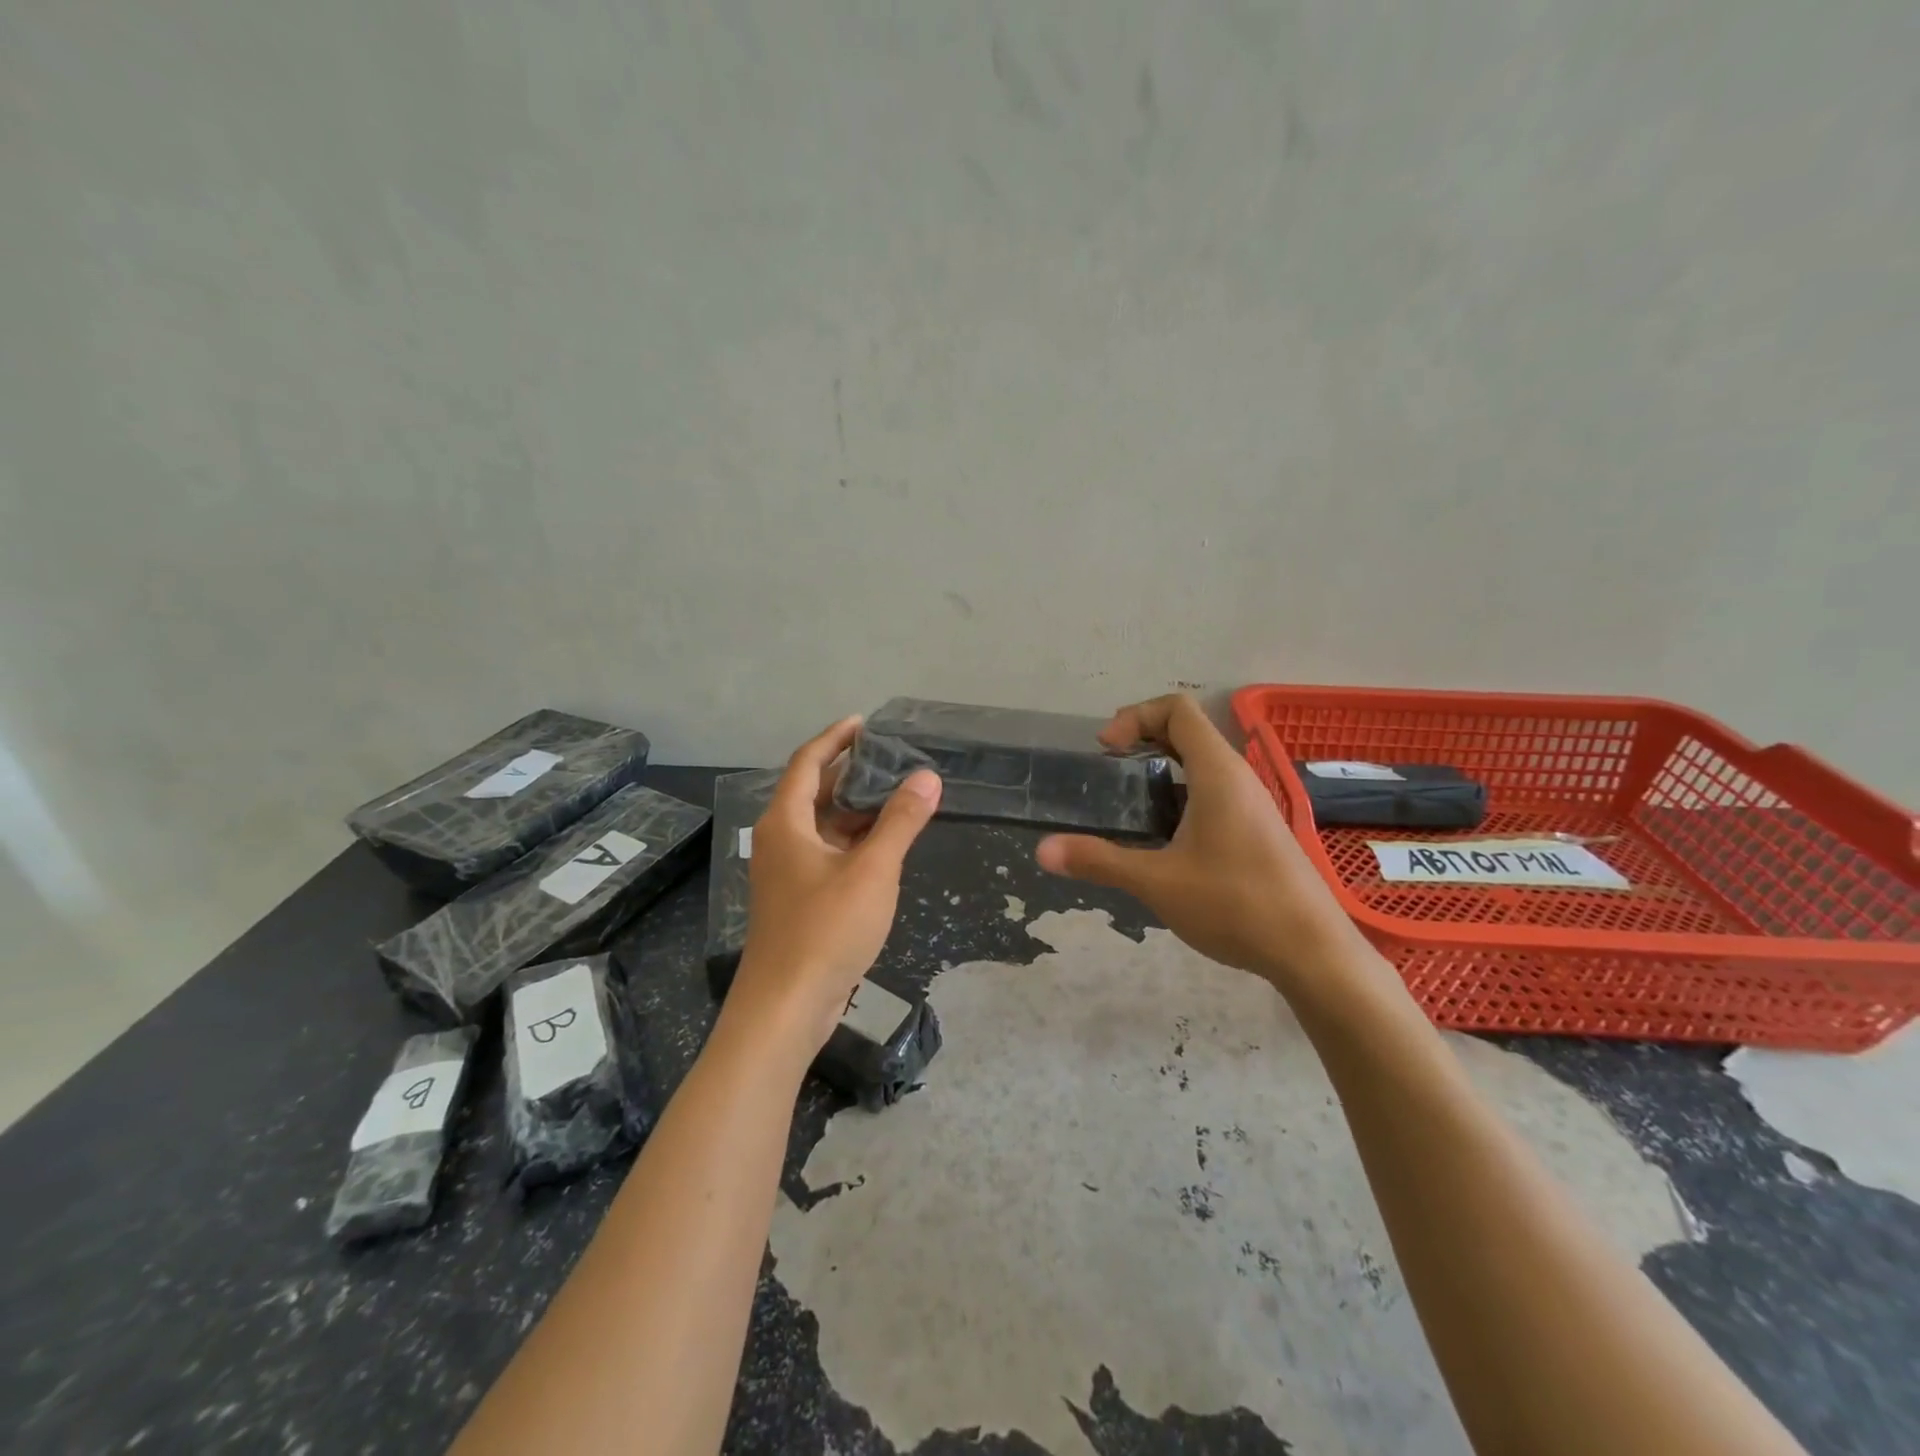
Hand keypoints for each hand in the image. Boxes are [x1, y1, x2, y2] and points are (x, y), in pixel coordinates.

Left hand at [731, 717, 942, 1052]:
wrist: (787, 1006)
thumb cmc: (825, 929)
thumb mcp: (871, 870)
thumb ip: (900, 821)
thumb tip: (927, 777)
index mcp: (786, 822)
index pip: (808, 762)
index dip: (836, 738)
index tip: (866, 723)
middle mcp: (780, 839)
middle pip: (814, 791)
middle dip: (851, 772)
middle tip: (893, 758)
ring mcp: (788, 871)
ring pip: (823, 825)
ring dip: (856, 808)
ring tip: (898, 793)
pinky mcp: (799, 898)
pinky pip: (828, 852)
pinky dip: (854, 840)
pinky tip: (886, 843)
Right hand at [1036, 694, 1359, 985]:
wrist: (1313, 952)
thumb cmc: (1235, 905)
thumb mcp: (1157, 882)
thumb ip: (1100, 860)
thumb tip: (1043, 850)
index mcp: (1217, 772)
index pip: (1177, 710)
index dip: (1136, 716)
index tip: (1107, 751)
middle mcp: (1238, 777)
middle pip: (1189, 731)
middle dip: (1144, 738)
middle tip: (1109, 767)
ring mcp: (1253, 803)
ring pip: (1203, 763)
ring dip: (1162, 768)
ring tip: (1130, 802)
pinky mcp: (1258, 829)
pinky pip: (1215, 791)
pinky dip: (1182, 794)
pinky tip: (1165, 837)